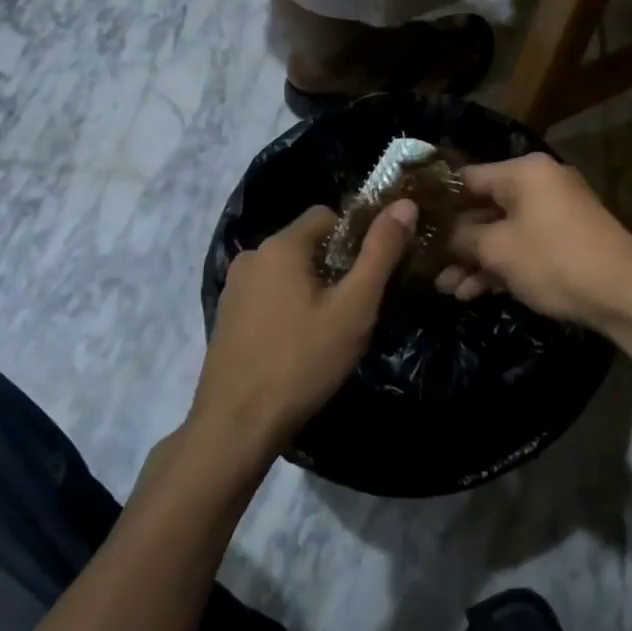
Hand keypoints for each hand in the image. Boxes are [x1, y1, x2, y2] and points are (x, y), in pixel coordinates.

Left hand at [192, 198, 417, 461]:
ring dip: (312, 289)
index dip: (356, 237)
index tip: (372, 273)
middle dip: (336, 267)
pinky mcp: (226, 317)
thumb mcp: (354, 307)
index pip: (327, 215)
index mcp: (280, 245)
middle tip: (357, 307)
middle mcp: (252, 256)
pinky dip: (289, 307)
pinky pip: (268, 295)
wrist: (235, 426)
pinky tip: (300, 344)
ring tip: (331, 330)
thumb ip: (381, 252)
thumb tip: (405, 204)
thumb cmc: (302, 361)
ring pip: (287, 271)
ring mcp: (234, 288)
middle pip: (306, 243)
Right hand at [435, 154, 631, 335]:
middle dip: (455, 241)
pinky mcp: (565, 241)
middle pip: (484, 207)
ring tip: (446, 289)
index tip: (413, 222)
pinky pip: (523, 246)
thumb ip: (462, 238)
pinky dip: (501, 265)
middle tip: (427, 264)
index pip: (468, 178)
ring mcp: (555, 213)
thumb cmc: (554, 260)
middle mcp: (540, 184)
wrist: (625, 294)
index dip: (439, 201)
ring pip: (503, 232)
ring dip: (474, 259)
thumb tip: (441, 235)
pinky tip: (473, 292)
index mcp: (524, 172)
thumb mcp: (498, 250)